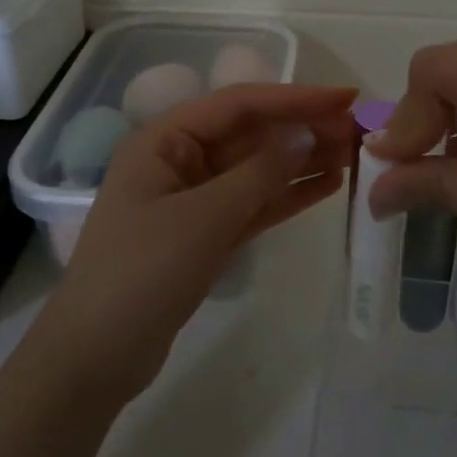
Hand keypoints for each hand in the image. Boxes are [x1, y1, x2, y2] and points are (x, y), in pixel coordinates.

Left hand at [30, 83, 356, 408]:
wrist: (96, 358)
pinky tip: (328, 185)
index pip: (240, 104)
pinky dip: (288, 195)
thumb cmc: (142, 273)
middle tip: (360, 131)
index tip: (346, 98)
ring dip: (303, 161)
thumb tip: (307, 134)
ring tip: (355, 155)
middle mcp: (180, 160)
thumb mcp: (205, 217)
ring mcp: (194, 199)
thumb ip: (260, 173)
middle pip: (252, 135)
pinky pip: (255, 204)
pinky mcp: (207, 234)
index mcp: (165, 140)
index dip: (296, 98)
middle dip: (304, 130)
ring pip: (258, 170)